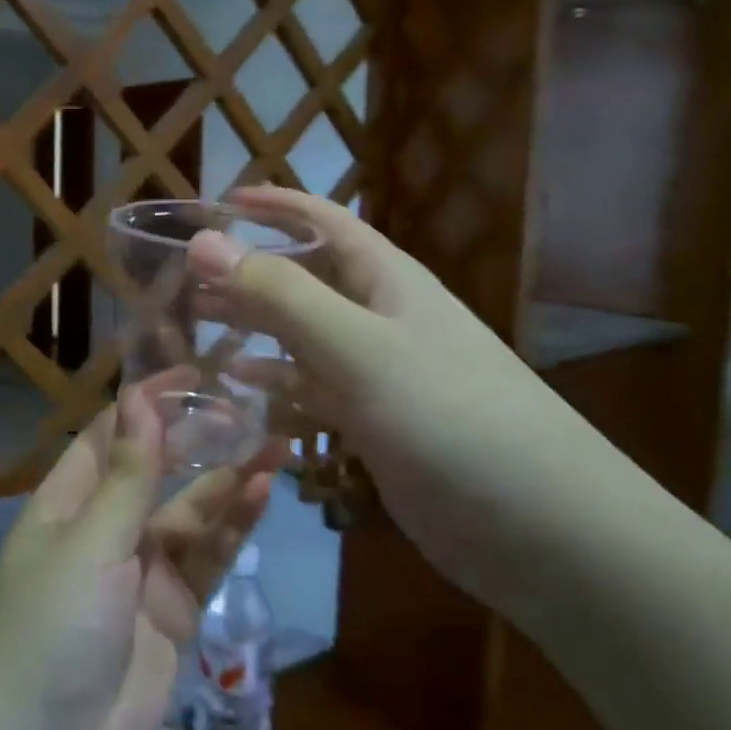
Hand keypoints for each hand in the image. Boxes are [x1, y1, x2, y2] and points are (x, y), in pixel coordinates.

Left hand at [0, 386, 274, 729]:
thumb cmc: (50, 630)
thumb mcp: (89, 544)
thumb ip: (127, 477)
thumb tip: (141, 399)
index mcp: (68, 503)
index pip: (112, 436)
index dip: (149, 402)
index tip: (194, 372)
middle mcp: (105, 530)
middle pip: (158, 471)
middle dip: (198, 439)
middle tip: (248, 407)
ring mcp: (141, 573)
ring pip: (191, 513)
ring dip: (228, 481)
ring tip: (275, 445)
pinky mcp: (173, 613)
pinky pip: (207, 560)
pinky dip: (234, 529)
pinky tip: (262, 495)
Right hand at [189, 186, 587, 616]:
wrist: (542, 528)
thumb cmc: (449, 417)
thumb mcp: (358, 347)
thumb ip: (279, 295)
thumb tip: (203, 240)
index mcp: (386, 280)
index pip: (324, 221)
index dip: (275, 206)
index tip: (220, 201)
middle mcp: (381, 318)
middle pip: (306, 279)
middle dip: (250, 272)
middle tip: (188, 277)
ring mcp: (379, 373)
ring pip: (304, 336)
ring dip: (256, 327)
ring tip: (201, 325)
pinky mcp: (376, 423)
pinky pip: (314, 389)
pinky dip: (277, 382)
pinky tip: (242, 385)